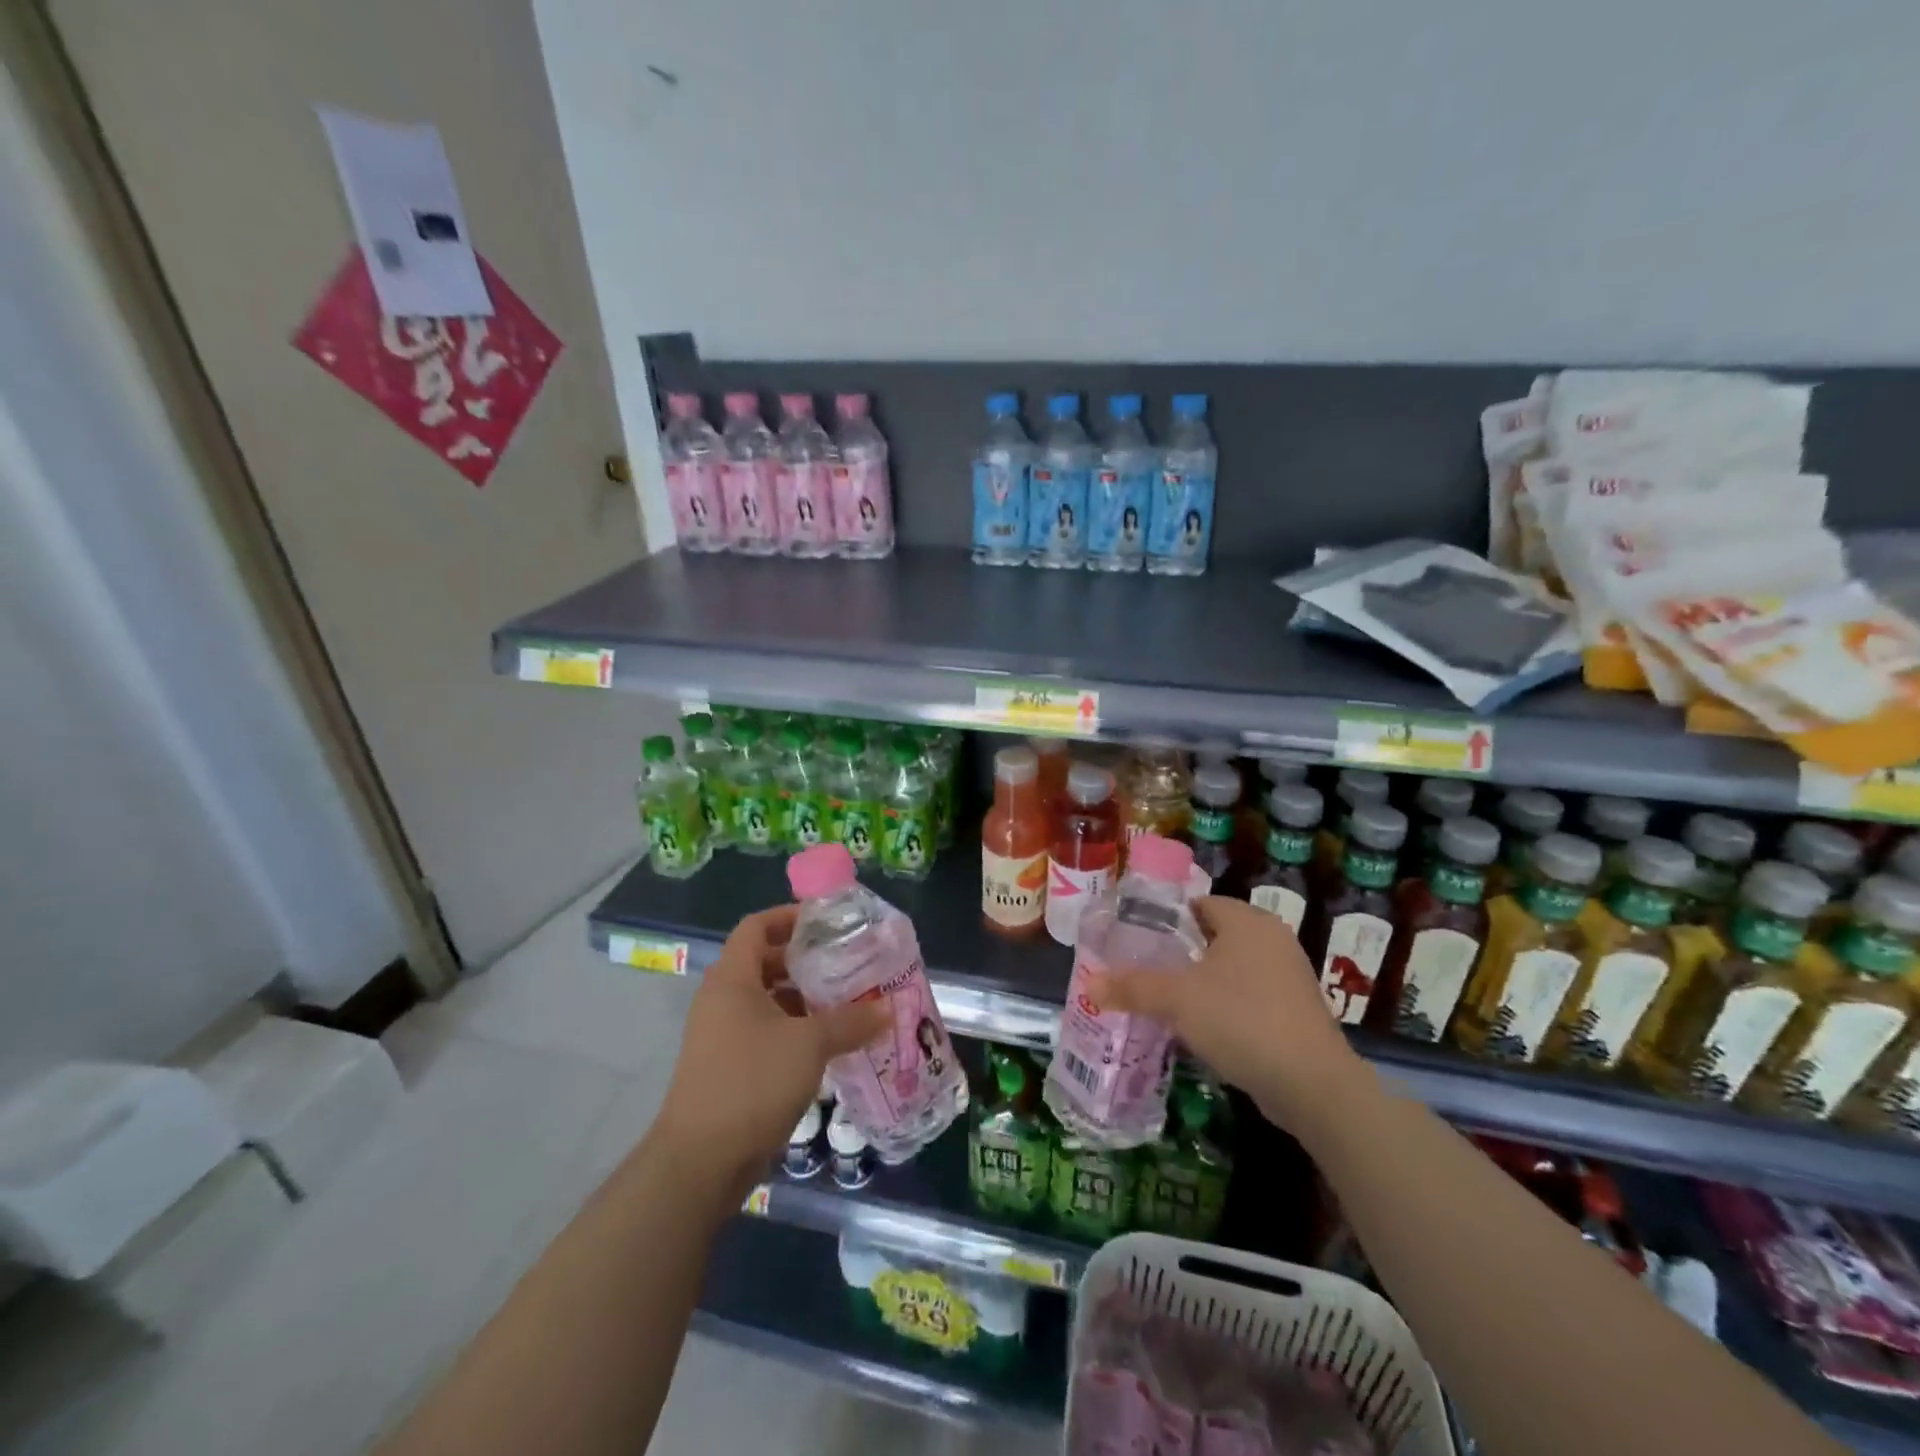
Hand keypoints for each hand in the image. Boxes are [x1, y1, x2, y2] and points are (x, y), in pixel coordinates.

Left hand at [653, 906, 887, 1197]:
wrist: (700, 1162)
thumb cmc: (752, 1082)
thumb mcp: (809, 1044)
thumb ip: (850, 1021)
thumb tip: (888, 1009)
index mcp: (732, 979)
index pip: (756, 926)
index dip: (789, 917)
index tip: (827, 922)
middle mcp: (722, 1000)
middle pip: (764, 962)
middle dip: (806, 961)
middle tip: (847, 962)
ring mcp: (722, 1035)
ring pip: (767, 1000)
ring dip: (804, 999)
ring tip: (846, 1001)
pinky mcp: (728, 1067)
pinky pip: (765, 1032)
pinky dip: (795, 1029)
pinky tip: (828, 1043)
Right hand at [1086, 897, 1364, 1128]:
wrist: (1313, 1086)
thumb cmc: (1242, 1020)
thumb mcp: (1178, 1000)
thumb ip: (1133, 987)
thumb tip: (1089, 984)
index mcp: (1247, 921)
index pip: (1197, 904)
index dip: (1164, 920)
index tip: (1136, 942)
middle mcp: (1272, 939)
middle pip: (1212, 937)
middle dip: (1179, 956)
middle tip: (1143, 973)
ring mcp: (1288, 976)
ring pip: (1230, 970)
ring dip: (1201, 984)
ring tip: (1164, 1003)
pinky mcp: (1295, 1012)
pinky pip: (1248, 997)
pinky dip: (1224, 1008)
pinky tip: (1201, 1030)